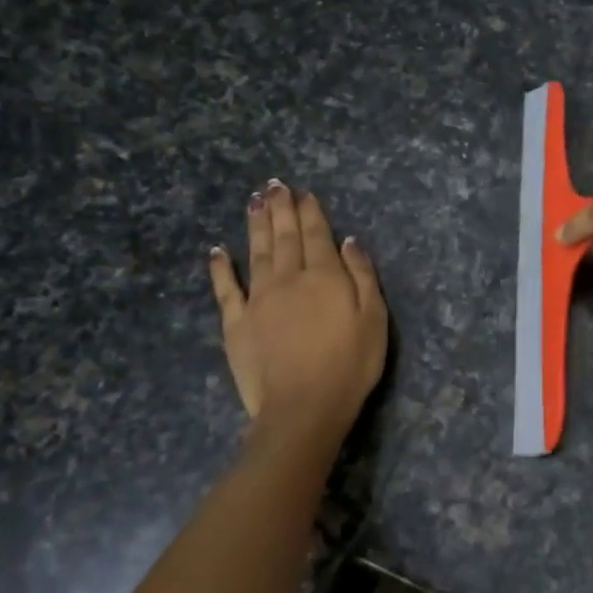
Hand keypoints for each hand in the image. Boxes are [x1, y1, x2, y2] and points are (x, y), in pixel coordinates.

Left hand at [208, 181, 387, 435]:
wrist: (303, 407)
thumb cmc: (350, 364)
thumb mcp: (374, 319)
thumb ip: (363, 276)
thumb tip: (349, 241)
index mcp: (325, 277)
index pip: (317, 236)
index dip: (311, 213)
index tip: (304, 193)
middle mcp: (289, 279)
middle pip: (285, 237)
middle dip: (281, 210)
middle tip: (274, 185)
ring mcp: (258, 299)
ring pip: (257, 253)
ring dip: (256, 226)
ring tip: (253, 202)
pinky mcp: (236, 323)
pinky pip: (226, 289)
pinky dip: (221, 268)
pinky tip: (217, 251)